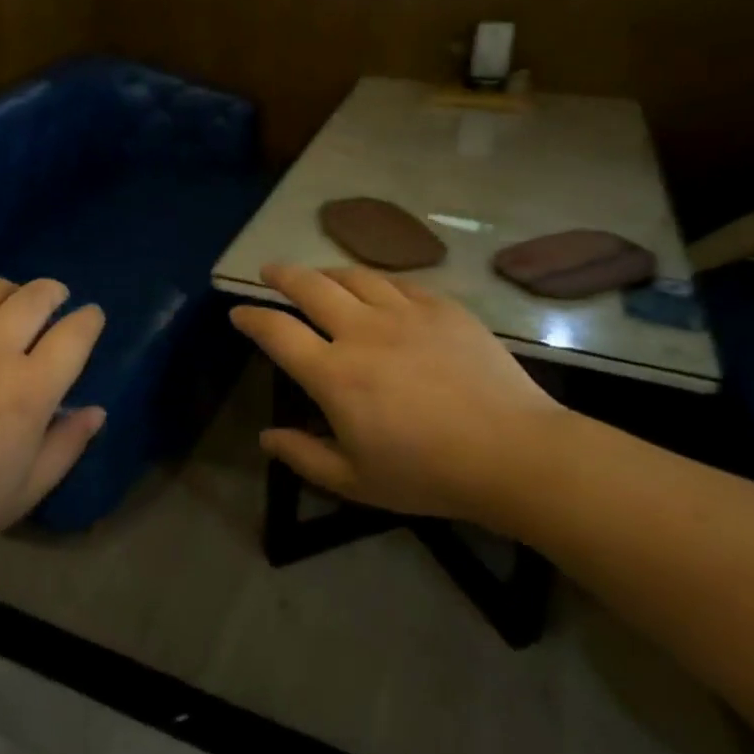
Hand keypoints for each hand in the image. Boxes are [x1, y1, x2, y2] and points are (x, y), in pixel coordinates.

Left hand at [0, 278, 105, 565]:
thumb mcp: (23, 492)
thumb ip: (66, 447)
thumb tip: (96, 411)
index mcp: (30, 390)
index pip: (74, 335)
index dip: (89, 320)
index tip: (91, 317)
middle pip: (36, 297)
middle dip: (54, 292)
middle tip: (55, 298)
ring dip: (11, 290)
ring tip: (10, 302)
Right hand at [231, 265, 565, 530]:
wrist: (515, 454)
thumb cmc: (429, 474)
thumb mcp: (356, 481)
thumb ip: (304, 456)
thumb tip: (266, 437)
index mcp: (334, 374)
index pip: (276, 332)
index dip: (251, 317)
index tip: (238, 313)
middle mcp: (361, 331)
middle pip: (309, 286)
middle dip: (281, 275)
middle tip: (269, 272)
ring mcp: (404, 313)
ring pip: (353, 276)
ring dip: (326, 271)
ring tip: (318, 275)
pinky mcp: (442, 308)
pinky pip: (399, 281)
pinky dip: (376, 281)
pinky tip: (376, 287)